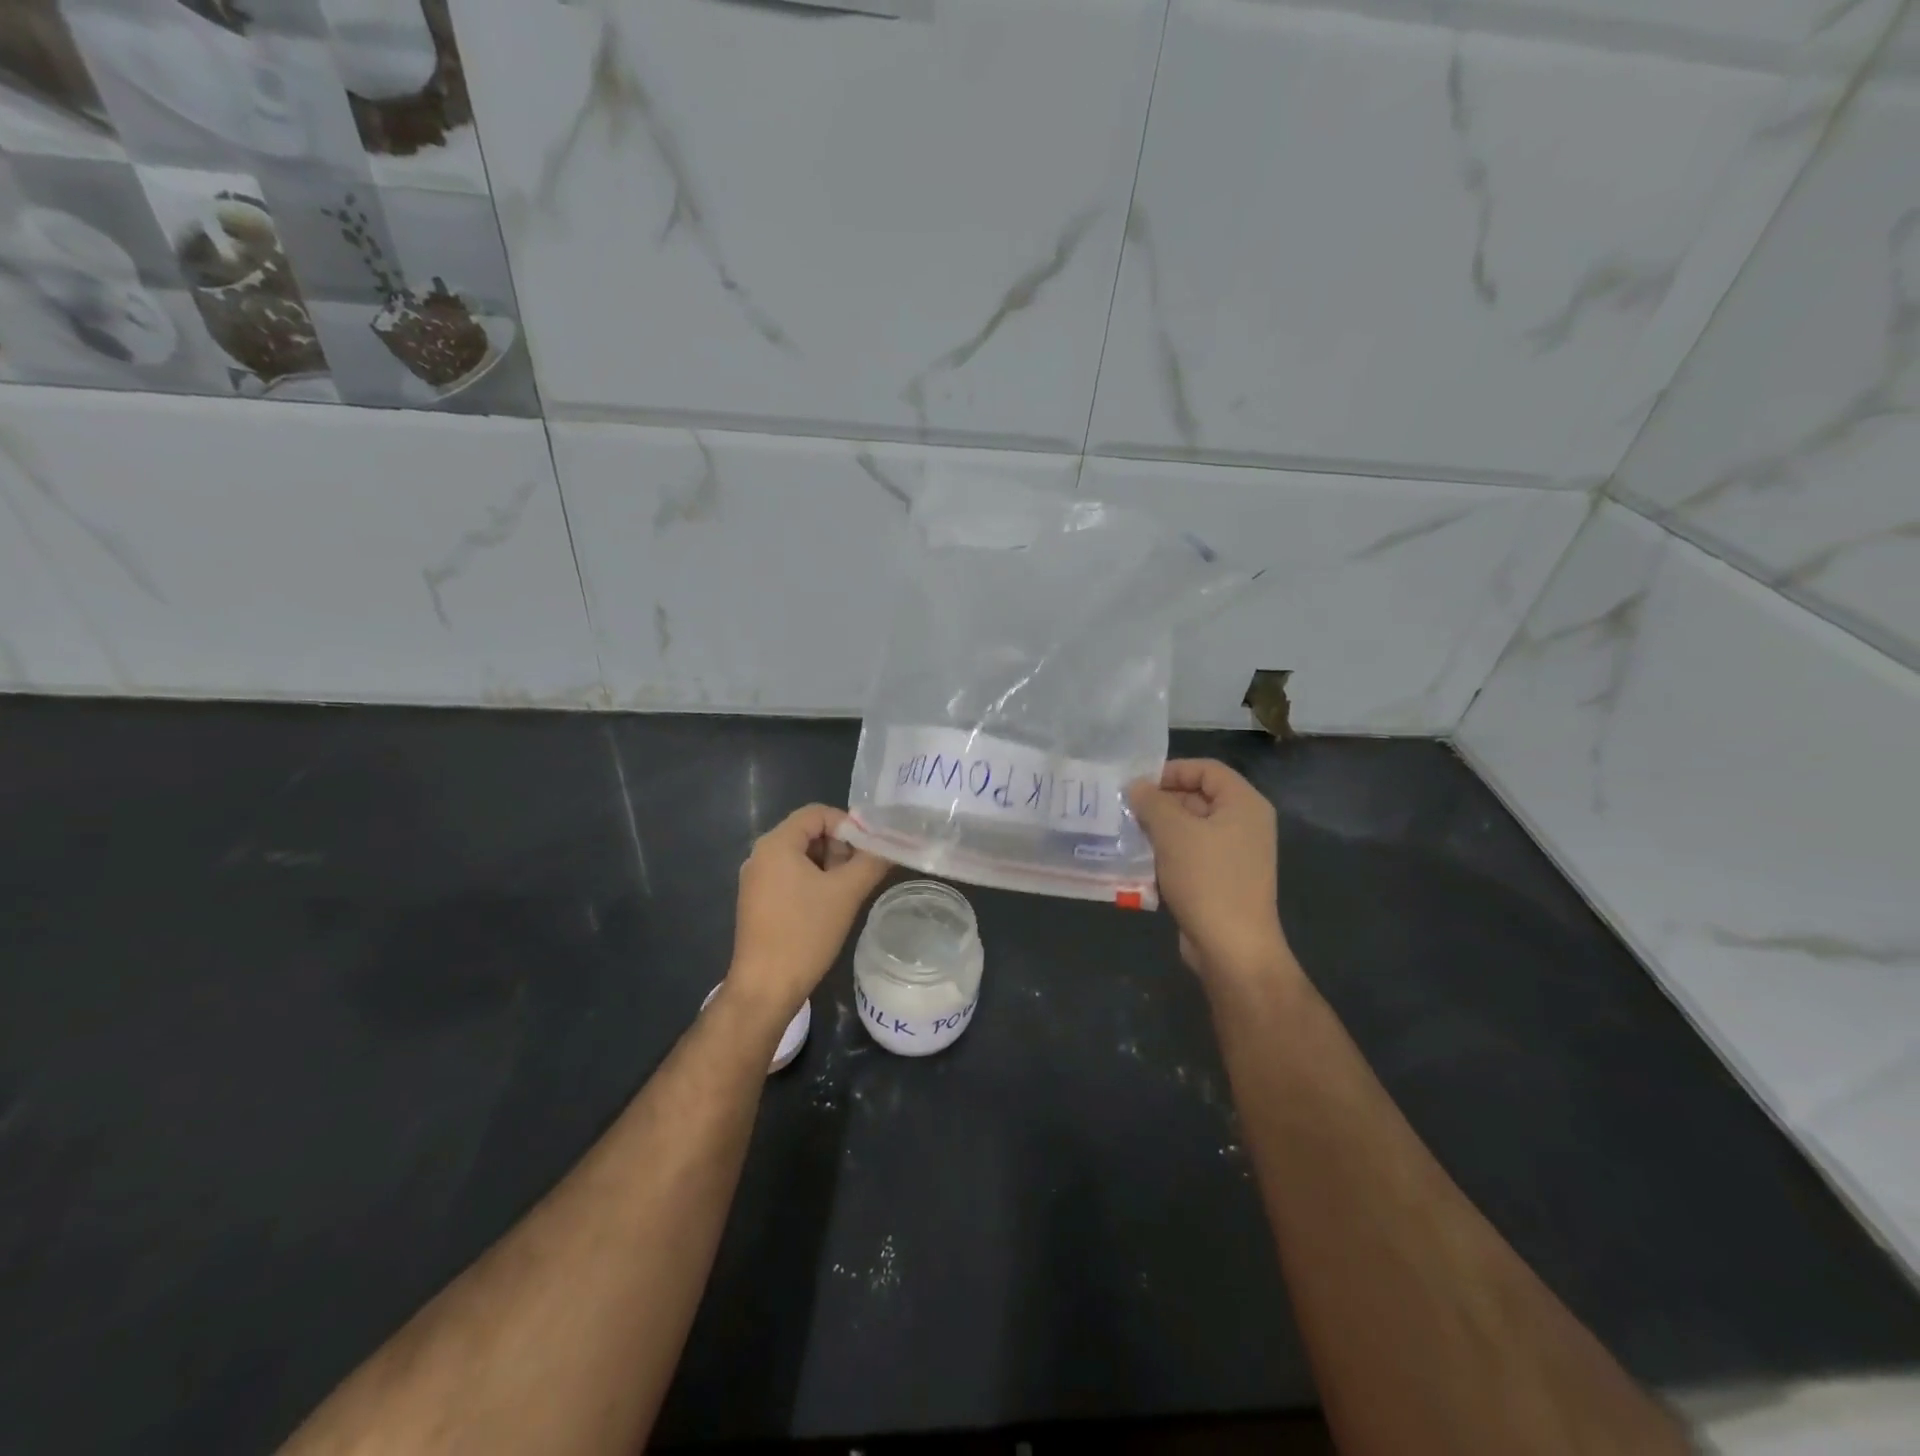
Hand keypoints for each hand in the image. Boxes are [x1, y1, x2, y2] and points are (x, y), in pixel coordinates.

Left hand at [727, 804, 889, 1022]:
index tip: (870, 849)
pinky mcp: (757, 902)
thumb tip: (891, 844)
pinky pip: (789, 876)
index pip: (817, 813)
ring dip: (829, 866)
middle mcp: (760, 855)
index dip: (848, 824)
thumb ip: (871, 861)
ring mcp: (756, 880)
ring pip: (801, 856)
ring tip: (849, 891)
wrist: (765, 988)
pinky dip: (813, 882)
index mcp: (776, 844)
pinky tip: (829, 906)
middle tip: (861, 872)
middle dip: (840, 847)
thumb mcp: (846, 893)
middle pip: (808, 832)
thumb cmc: (805, 933)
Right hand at [1129, 760, 1292, 987]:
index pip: (1206, 769)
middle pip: (1198, 796)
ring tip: (1127, 833)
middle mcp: (1245, 824)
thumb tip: (1137, 787)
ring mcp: (1236, 854)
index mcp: (1244, 804)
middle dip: (1161, 801)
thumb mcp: (1173, 832)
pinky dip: (1168, 852)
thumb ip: (1152, 802)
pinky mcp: (1223, 879)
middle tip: (1125, 809)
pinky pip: (1192, 853)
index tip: (1137, 784)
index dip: (1171, 770)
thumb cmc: (1207, 879)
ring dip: (1159, 828)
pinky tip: (1141, 860)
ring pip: (1191, 827)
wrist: (1231, 947)